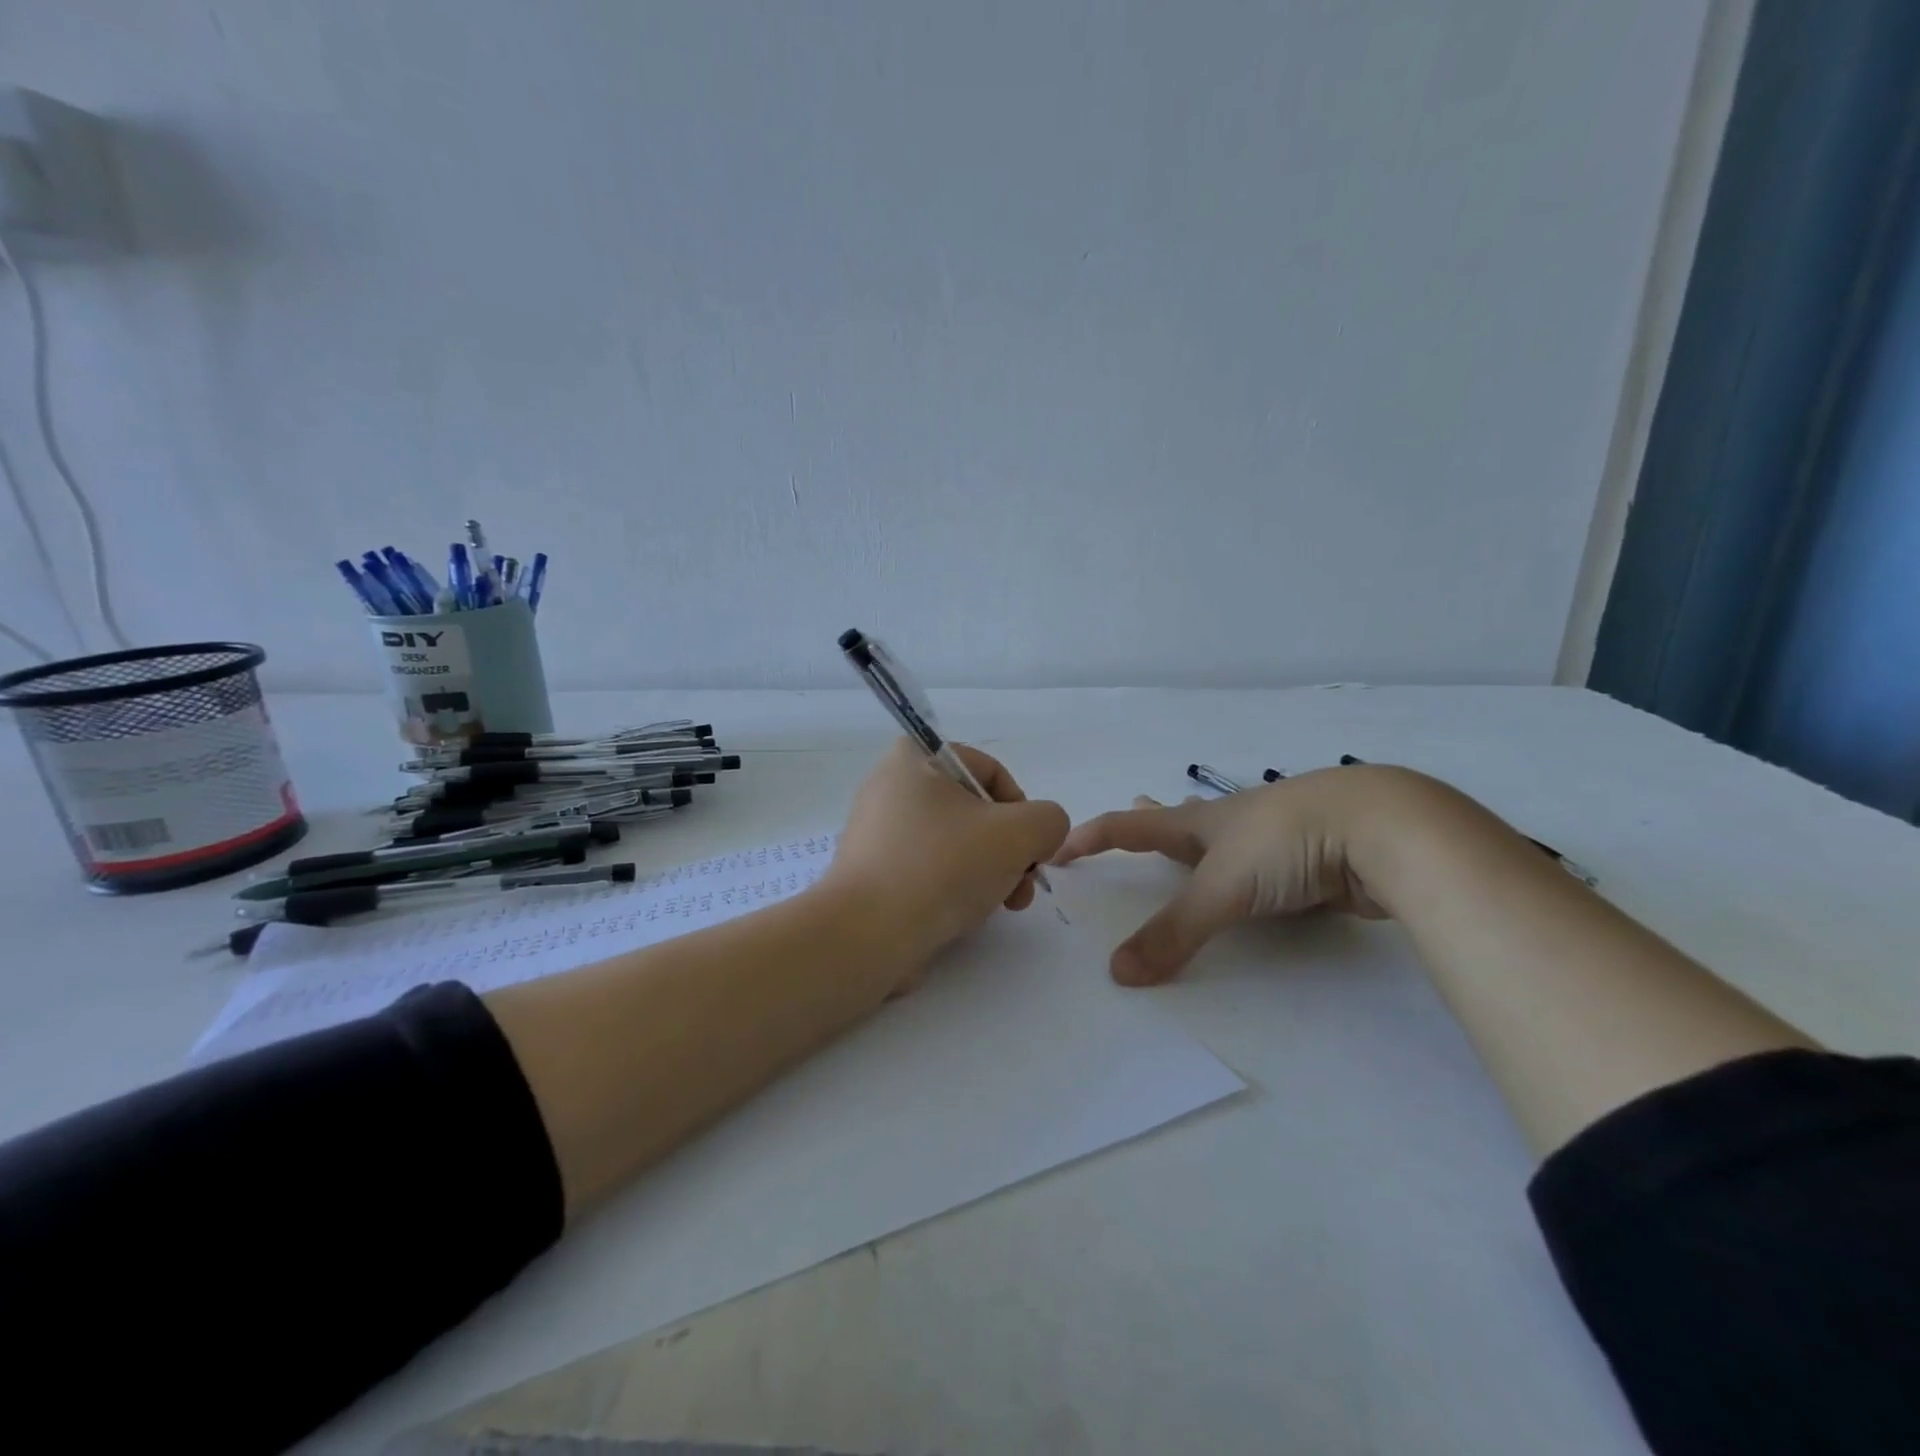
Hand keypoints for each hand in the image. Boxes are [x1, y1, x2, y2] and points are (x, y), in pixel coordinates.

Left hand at [822, 739, 1069, 969]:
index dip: (1022, 809)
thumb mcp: (1018, 833)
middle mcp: (890, 787)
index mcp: (915, 758)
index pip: (990, 771)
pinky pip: (927, 870)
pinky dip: (953, 888)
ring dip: (989, 873)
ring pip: (954, 844)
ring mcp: (877, 832)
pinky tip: (965, 916)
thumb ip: (1049, 820)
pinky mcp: (872, 873)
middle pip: (974, 812)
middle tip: (1023, 885)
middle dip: (1009, 850)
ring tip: (1002, 906)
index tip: (1031, 848)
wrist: (867, 934)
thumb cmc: (943, 866)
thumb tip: (1040, 835)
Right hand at [1052, 769, 1395, 985]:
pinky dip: (1249, 874)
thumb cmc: (1286, 842)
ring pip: (1228, 842)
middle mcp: (1234, 824)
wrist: (1385, 829)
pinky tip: (1260, 880)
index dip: (1092, 837)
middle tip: (1133, 813)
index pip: (1131, 826)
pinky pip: (1266, 868)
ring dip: (1203, 846)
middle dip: (1152, 821)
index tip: (1058, 847)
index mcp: (1202, 822)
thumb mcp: (1222, 887)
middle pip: (1180, 821)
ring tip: (1192, 851)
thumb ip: (1173, 932)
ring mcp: (1276, 838)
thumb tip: (1117, 973)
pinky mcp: (1312, 859)